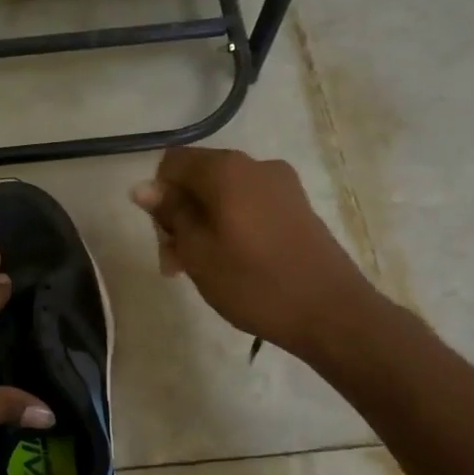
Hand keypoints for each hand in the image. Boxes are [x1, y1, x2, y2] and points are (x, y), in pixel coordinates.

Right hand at [131, 147, 382, 364]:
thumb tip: (143, 186)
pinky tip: (231, 263)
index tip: (164, 236)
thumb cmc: (253, 283)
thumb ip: (170, 214)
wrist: (330, 312)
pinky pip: (248, 206)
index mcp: (226, 170)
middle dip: (179, 215)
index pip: (172, 162)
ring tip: (201, 269)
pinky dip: (229, 227)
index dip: (158, 196)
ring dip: (202, 225)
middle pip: (198, 178)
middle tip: (176, 264)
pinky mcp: (297, 207)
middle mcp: (255, 165)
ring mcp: (281, 185)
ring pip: (222, 195)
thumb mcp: (197, 252)